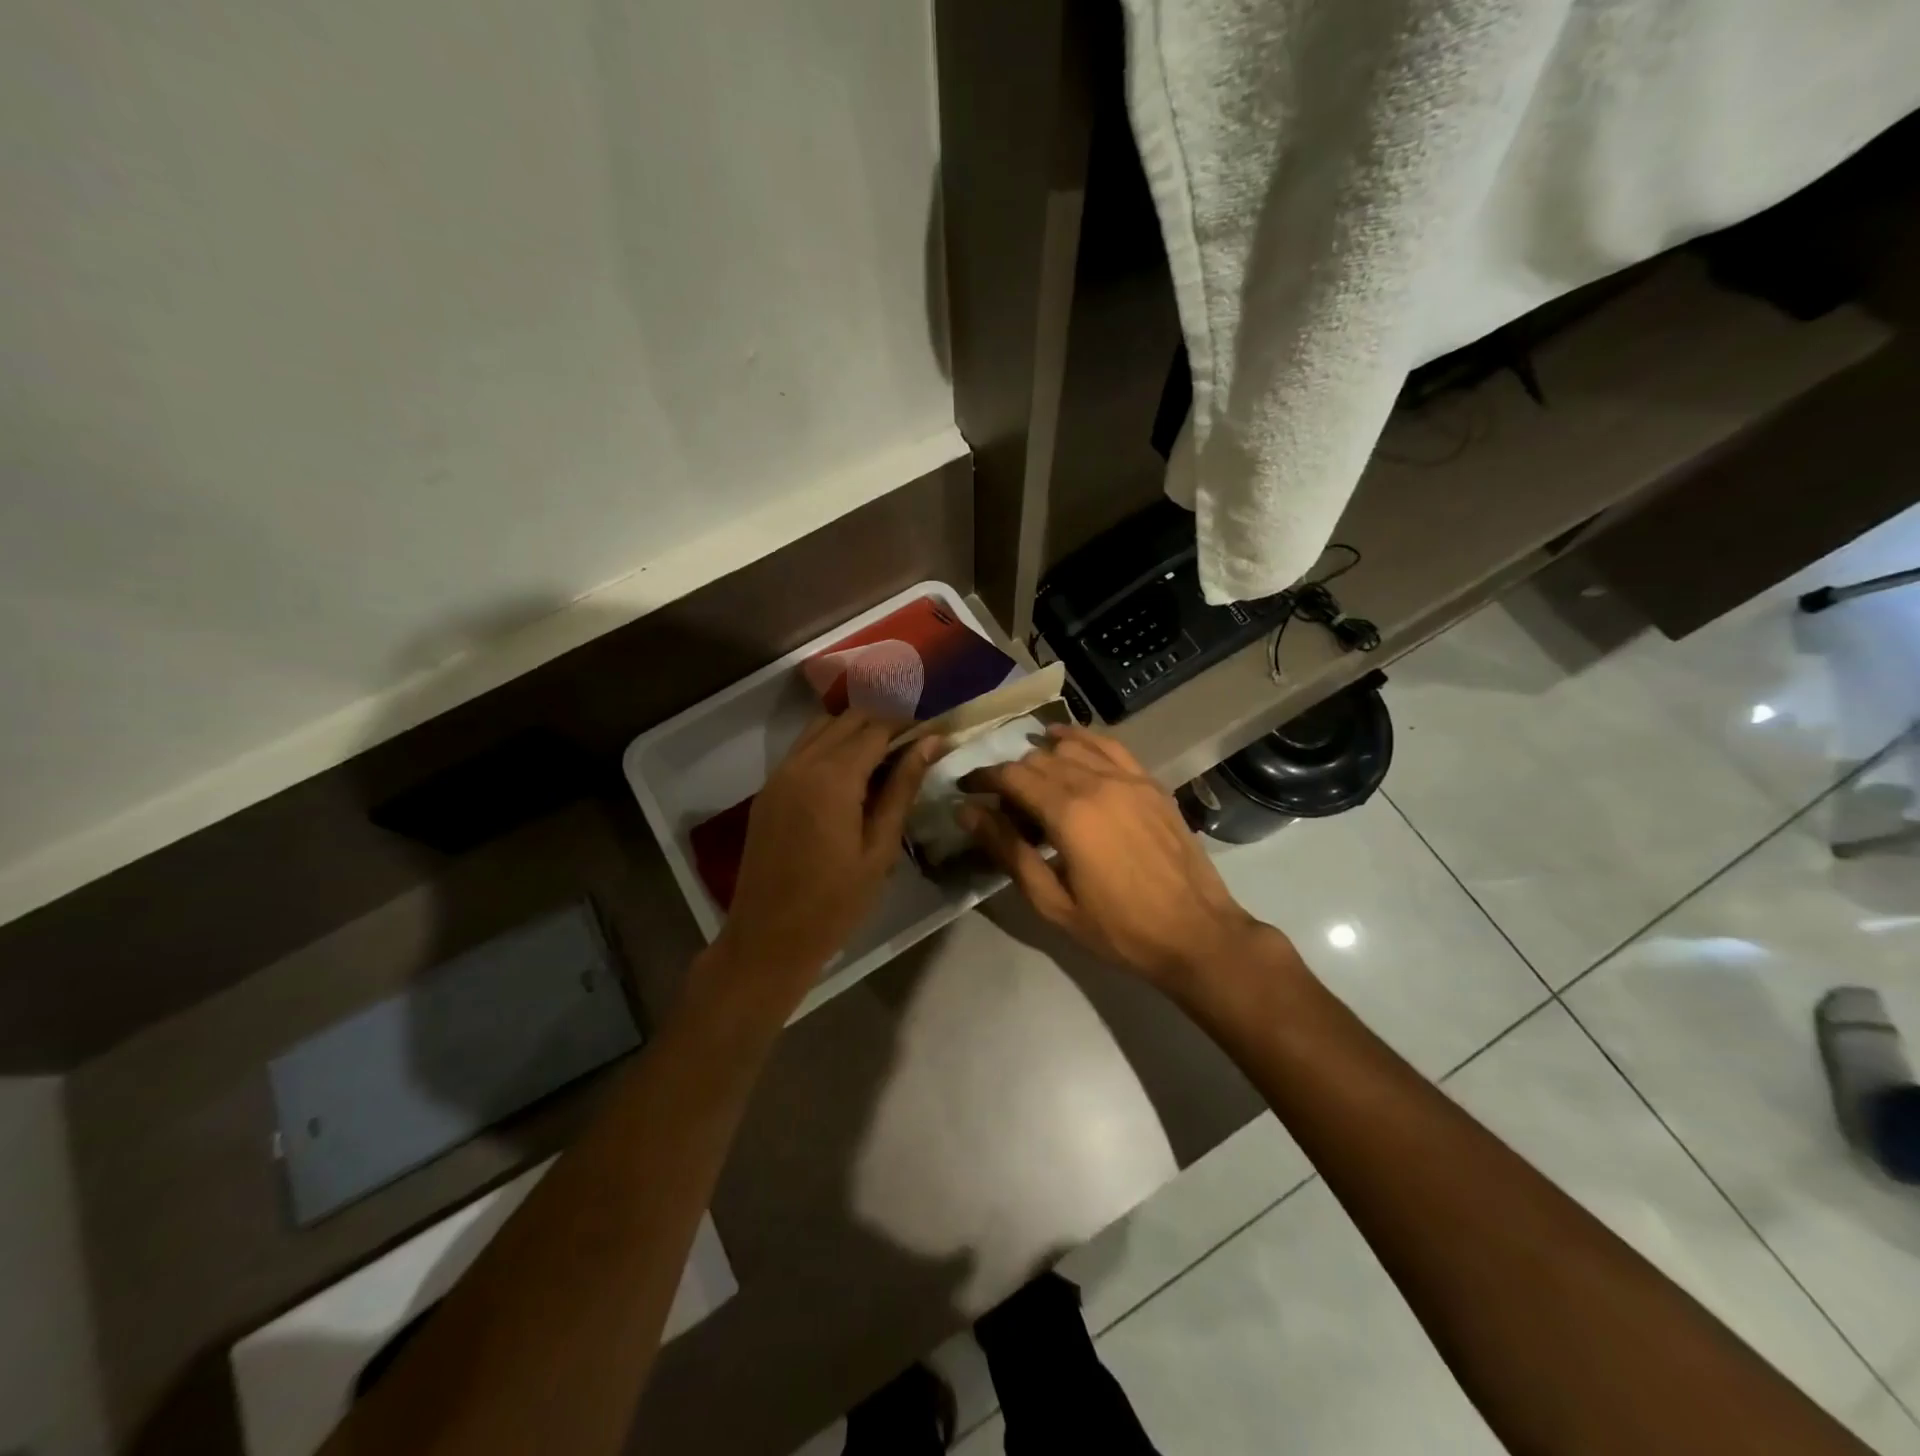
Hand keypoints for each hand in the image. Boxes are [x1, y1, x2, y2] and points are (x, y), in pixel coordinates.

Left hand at [714, 710, 942, 999]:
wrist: (768, 938)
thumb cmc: (836, 902)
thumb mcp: (880, 848)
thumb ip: (903, 788)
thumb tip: (931, 743)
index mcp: (834, 778)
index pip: (877, 727)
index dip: (908, 723)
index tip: (935, 728)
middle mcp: (802, 763)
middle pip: (848, 718)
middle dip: (884, 719)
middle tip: (915, 739)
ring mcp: (779, 774)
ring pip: (821, 727)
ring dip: (854, 727)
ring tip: (887, 750)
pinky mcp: (768, 790)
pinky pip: (802, 748)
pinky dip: (830, 743)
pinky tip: (852, 768)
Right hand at [960, 725, 1275, 991]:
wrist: (1195, 933)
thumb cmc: (1118, 928)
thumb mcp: (1052, 901)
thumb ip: (1008, 850)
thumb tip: (968, 812)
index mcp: (1069, 813)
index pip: (1012, 776)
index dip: (983, 778)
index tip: (966, 788)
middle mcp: (1096, 782)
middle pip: (1039, 759)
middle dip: (1011, 773)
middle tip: (999, 801)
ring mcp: (1129, 778)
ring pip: (1072, 747)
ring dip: (1042, 755)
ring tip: (1031, 776)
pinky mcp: (1150, 783)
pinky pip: (1110, 745)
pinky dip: (1082, 739)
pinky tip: (1067, 742)